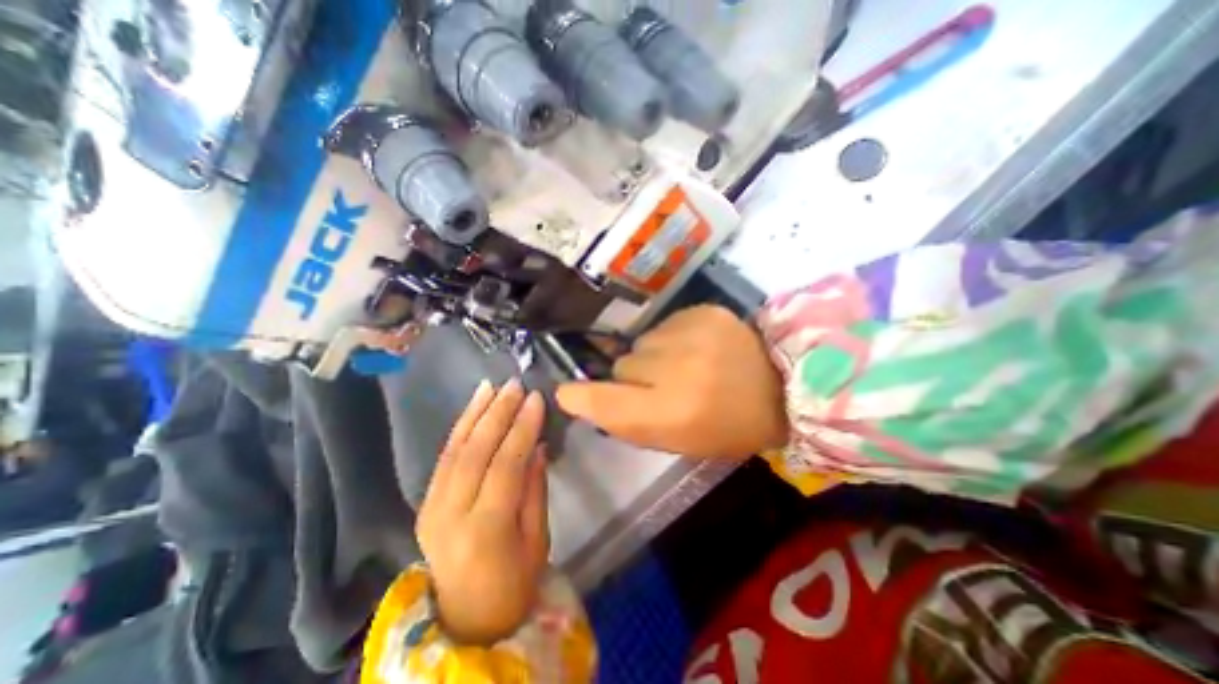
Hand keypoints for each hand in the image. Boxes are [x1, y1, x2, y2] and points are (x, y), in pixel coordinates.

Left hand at [420, 378, 552, 647]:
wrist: (466, 619)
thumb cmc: (514, 583)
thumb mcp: (538, 540)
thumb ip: (535, 489)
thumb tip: (537, 446)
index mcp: (485, 530)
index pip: (505, 465)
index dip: (522, 428)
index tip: (536, 399)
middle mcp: (450, 515)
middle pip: (475, 452)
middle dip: (497, 413)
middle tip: (515, 385)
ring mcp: (430, 508)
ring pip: (454, 450)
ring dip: (474, 413)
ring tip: (492, 386)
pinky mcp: (424, 503)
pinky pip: (444, 458)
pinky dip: (459, 428)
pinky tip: (473, 407)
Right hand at [555, 306, 785, 459]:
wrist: (783, 386)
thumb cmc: (729, 426)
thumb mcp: (679, 441)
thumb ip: (630, 422)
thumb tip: (586, 398)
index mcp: (674, 414)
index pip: (606, 402)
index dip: (581, 397)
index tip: (567, 393)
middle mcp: (677, 371)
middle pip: (622, 365)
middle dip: (633, 377)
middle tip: (662, 386)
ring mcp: (691, 335)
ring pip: (641, 343)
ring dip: (653, 356)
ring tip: (684, 364)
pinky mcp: (703, 312)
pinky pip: (664, 325)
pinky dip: (672, 338)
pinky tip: (697, 347)